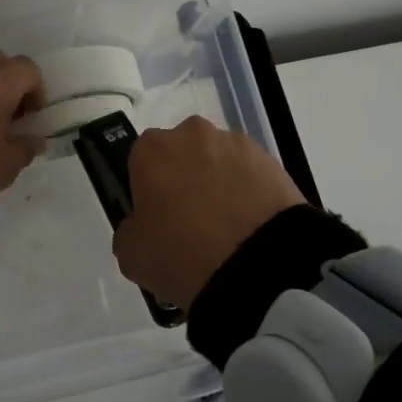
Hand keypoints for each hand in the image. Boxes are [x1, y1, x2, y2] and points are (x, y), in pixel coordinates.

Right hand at [113, 116, 306, 311]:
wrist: (261, 267)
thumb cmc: (183, 256)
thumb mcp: (131, 255)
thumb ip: (129, 231)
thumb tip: (142, 225)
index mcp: (152, 149)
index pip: (141, 162)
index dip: (148, 190)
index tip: (157, 219)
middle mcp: (192, 134)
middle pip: (181, 154)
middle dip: (184, 180)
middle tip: (192, 224)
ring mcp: (236, 144)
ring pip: (218, 161)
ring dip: (219, 184)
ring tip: (228, 229)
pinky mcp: (272, 160)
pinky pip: (250, 174)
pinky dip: (249, 193)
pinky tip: (251, 228)